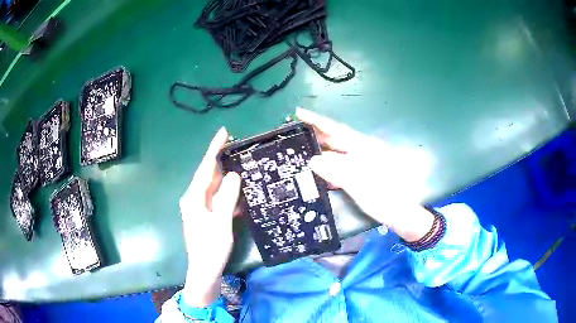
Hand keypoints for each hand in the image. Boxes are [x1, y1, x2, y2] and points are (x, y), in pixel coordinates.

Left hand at [179, 127, 240, 306]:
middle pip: (209, 175)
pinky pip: (217, 199)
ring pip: (214, 187)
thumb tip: (234, 175)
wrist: (204, 270)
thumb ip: (227, 197)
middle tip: (237, 146)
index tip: (224, 132)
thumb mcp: (221, 222)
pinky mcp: (206, 215)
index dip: (214, 149)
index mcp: (194, 197)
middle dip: (221, 160)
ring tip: (241, 166)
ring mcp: (199, 207)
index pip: (205, 168)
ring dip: (227, 178)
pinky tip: (239, 194)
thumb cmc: (211, 248)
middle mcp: (194, 199)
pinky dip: (227, 194)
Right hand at [296, 108, 433, 241]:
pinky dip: (329, 168)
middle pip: (335, 139)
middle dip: (315, 136)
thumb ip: (336, 170)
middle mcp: (362, 151)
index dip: (316, 121)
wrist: (401, 213)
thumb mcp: (358, 183)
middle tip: (294, 134)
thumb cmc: (383, 196)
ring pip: (336, 154)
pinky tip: (319, 173)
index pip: (335, 129)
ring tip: (301, 152)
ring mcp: (362, 163)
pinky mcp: (361, 175)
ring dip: (320, 153)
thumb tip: (314, 160)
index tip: (299, 112)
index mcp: (362, 147)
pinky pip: (340, 167)